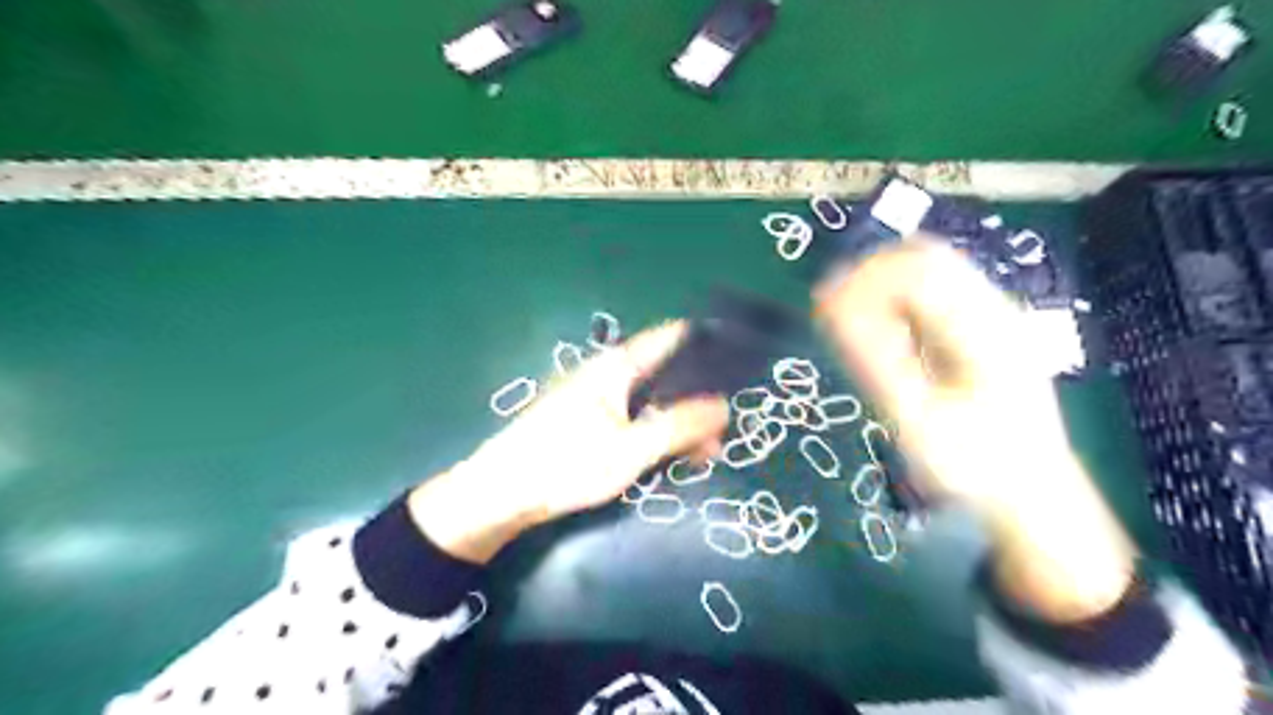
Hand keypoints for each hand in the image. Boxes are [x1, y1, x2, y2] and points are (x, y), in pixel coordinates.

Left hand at [407, 320, 724, 563]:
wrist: (501, 493)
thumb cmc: (566, 464)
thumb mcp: (631, 449)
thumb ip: (679, 425)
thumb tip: (725, 404)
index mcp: (616, 367)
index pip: (669, 337)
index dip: (704, 342)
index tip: (736, 360)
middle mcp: (605, 373)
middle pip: (663, 371)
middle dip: (696, 395)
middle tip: (723, 428)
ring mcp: (593, 396)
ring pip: (649, 397)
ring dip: (676, 418)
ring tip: (703, 450)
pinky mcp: (584, 420)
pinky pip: (632, 415)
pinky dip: (654, 429)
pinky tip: (668, 454)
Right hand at [816, 239, 1132, 619]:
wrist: (1032, 499)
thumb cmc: (974, 469)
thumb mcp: (918, 421)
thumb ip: (875, 361)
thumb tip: (830, 308)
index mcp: (984, 327)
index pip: (916, 269)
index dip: (861, 279)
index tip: (821, 309)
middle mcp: (992, 309)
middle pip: (924, 257)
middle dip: (869, 275)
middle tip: (829, 312)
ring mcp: (990, 317)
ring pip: (927, 271)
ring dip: (880, 286)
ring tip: (845, 322)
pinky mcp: (981, 331)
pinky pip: (931, 295)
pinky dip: (894, 301)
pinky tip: (878, 332)